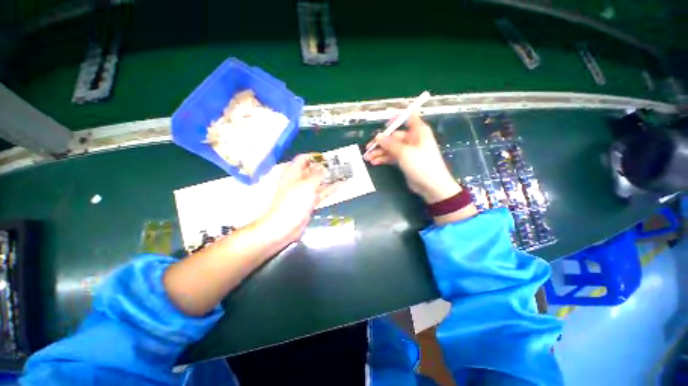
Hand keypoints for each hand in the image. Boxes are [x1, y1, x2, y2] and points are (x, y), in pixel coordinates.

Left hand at [257, 154, 337, 245]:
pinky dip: (330, 189)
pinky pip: (321, 193)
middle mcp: (298, 180)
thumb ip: (317, 175)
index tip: (328, 158)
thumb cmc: (293, 203)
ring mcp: (304, 192)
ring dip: (330, 178)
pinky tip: (341, 184)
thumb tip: (324, 167)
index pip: (303, 159)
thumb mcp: (306, 185)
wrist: (284, 227)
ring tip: (343, 173)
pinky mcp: (309, 202)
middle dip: (325, 168)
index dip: (315, 156)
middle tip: (340, 165)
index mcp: (293, 173)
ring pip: (318, 182)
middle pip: (312, 170)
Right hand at [364, 114, 460, 203]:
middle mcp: (413, 139)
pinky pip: (392, 157)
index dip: (396, 118)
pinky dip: (383, 159)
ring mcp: (408, 151)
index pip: (408, 117)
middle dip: (380, 142)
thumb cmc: (422, 165)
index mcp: (418, 131)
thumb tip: (377, 136)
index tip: (383, 123)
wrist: (431, 186)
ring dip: (379, 152)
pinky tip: (374, 162)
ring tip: (368, 158)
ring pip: (391, 148)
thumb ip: (390, 144)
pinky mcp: (405, 161)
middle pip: (394, 136)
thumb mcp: (404, 153)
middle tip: (368, 148)